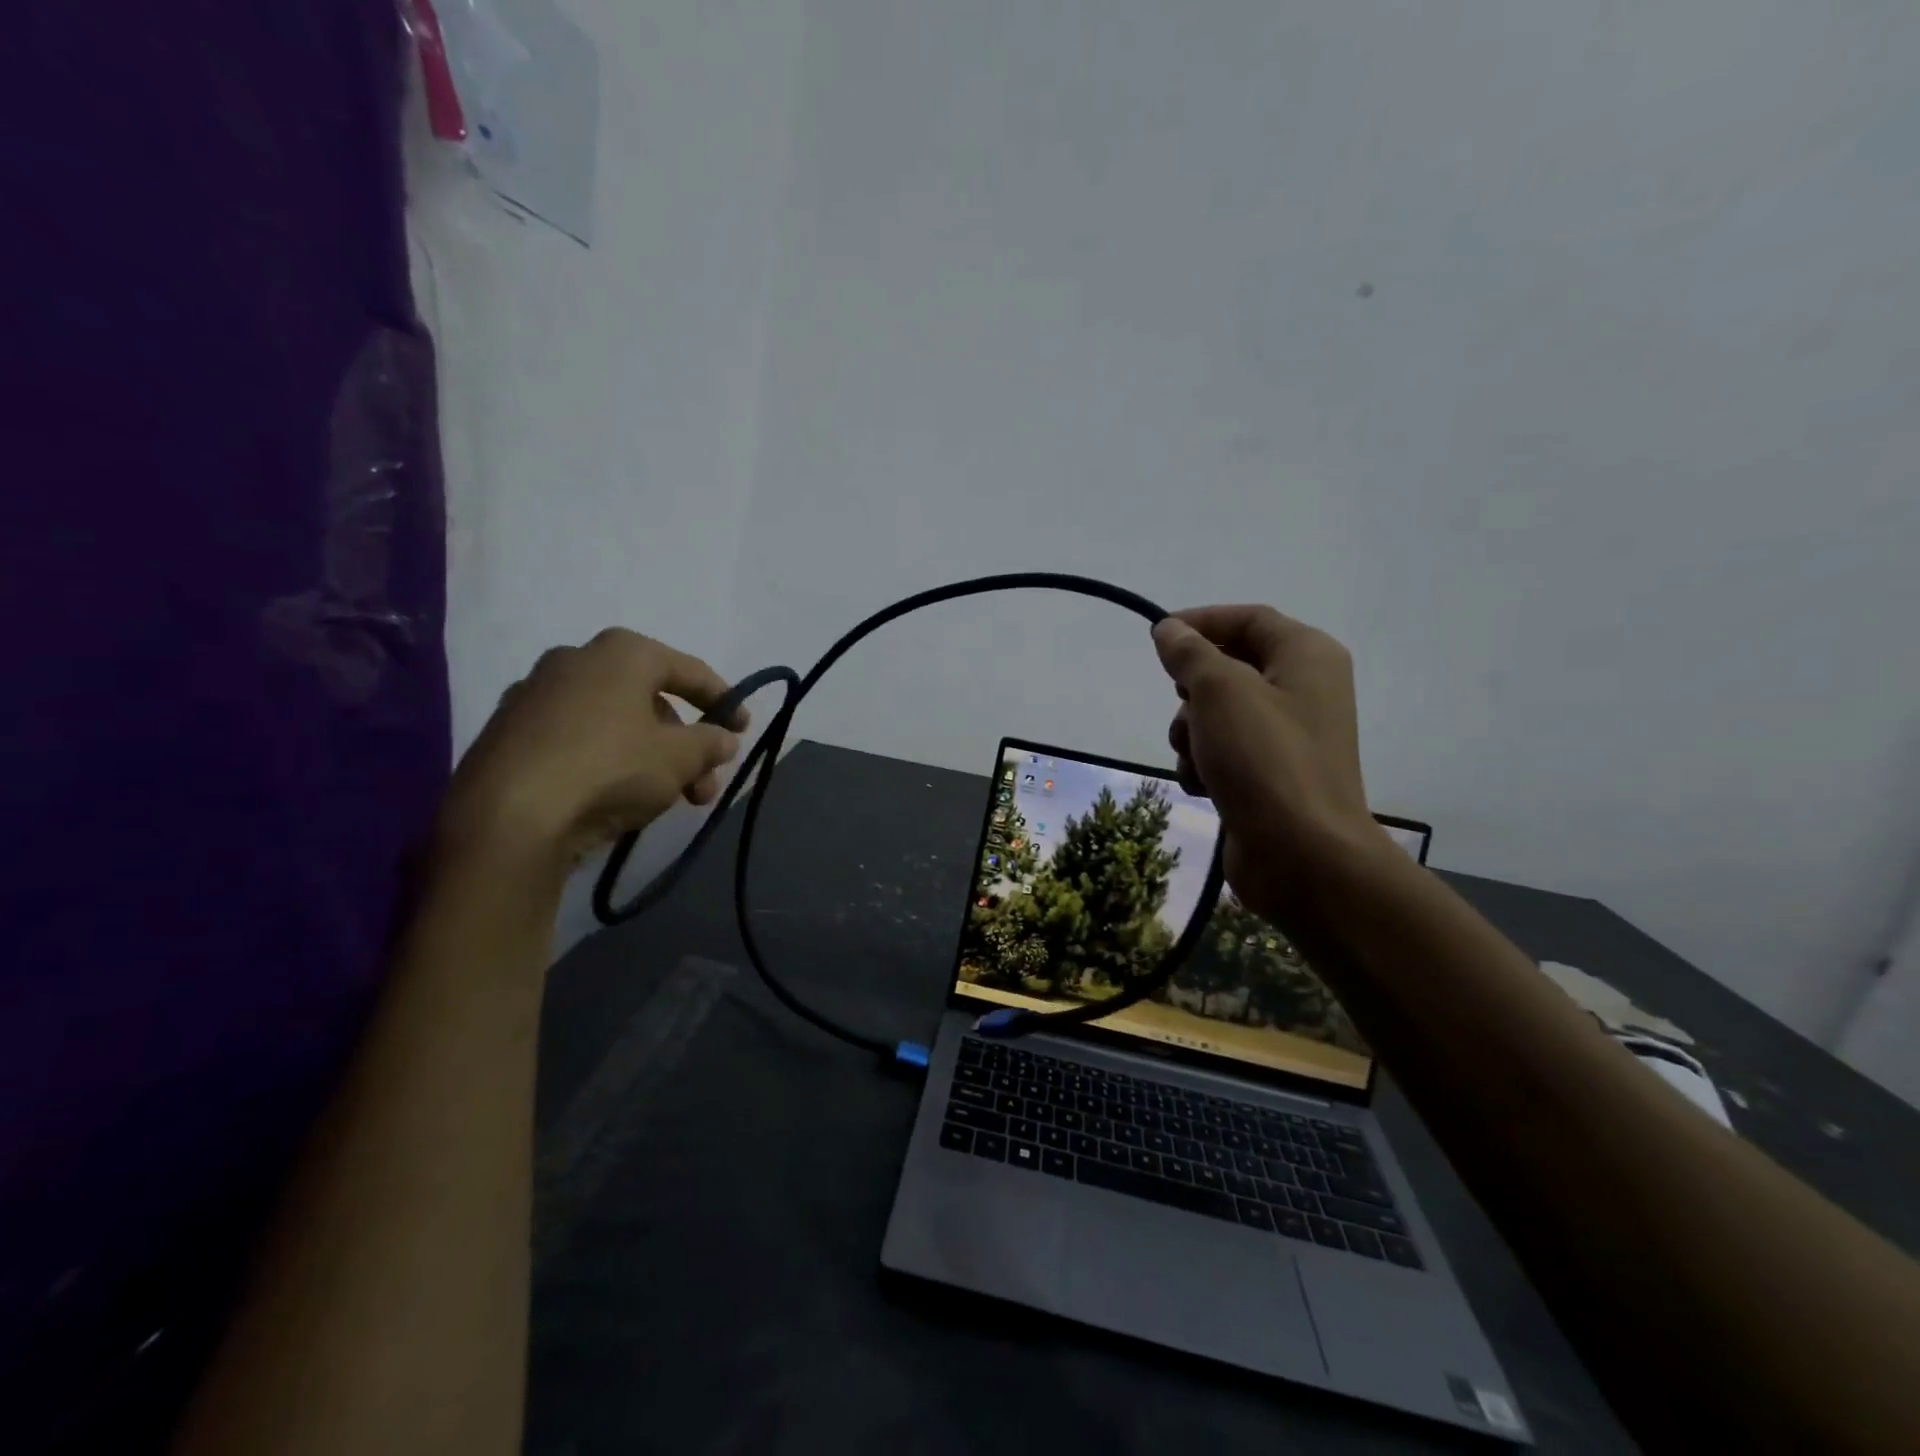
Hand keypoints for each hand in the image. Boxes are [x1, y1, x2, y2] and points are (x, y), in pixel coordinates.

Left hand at [439, 629, 745, 870]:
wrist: (507, 816)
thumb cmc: (611, 769)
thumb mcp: (679, 759)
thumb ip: (710, 744)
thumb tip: (724, 739)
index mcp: (622, 652)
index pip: (689, 670)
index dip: (724, 700)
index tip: (743, 728)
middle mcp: (576, 660)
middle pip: (651, 701)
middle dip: (685, 745)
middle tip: (703, 784)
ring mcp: (535, 695)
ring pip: (615, 723)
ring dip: (651, 758)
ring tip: (667, 800)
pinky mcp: (509, 732)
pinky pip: (579, 740)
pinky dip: (608, 761)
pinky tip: (618, 797)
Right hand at [1151, 605, 1381, 918]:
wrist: (1301, 855)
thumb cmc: (1263, 758)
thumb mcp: (1219, 690)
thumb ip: (1190, 652)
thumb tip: (1170, 629)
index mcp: (1306, 656)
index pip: (1248, 618)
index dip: (1200, 621)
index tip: (1158, 638)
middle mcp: (1303, 690)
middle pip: (1230, 667)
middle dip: (1193, 690)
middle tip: (1183, 705)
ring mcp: (1287, 737)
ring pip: (1219, 714)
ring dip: (1192, 732)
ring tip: (1196, 758)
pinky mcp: (1270, 776)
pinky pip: (1225, 752)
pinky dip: (1205, 764)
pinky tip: (1204, 786)